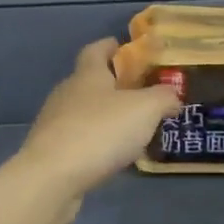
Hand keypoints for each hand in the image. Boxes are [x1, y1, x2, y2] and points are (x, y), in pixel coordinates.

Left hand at [11, 39, 180, 201]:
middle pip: (90, 80)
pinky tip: (112, 155)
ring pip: (84, 111)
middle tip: (141, 94)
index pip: (96, 49)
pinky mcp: (51, 151)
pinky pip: (79, 138)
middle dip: (113, 84)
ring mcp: (55, 122)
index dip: (111, 46)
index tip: (127, 48)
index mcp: (87, 74)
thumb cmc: (100, 131)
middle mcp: (67, 92)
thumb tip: (172, 96)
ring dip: (105, 116)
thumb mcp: (145, 109)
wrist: (52, 177)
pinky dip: (96, 141)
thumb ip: (163, 98)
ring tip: (131, 129)